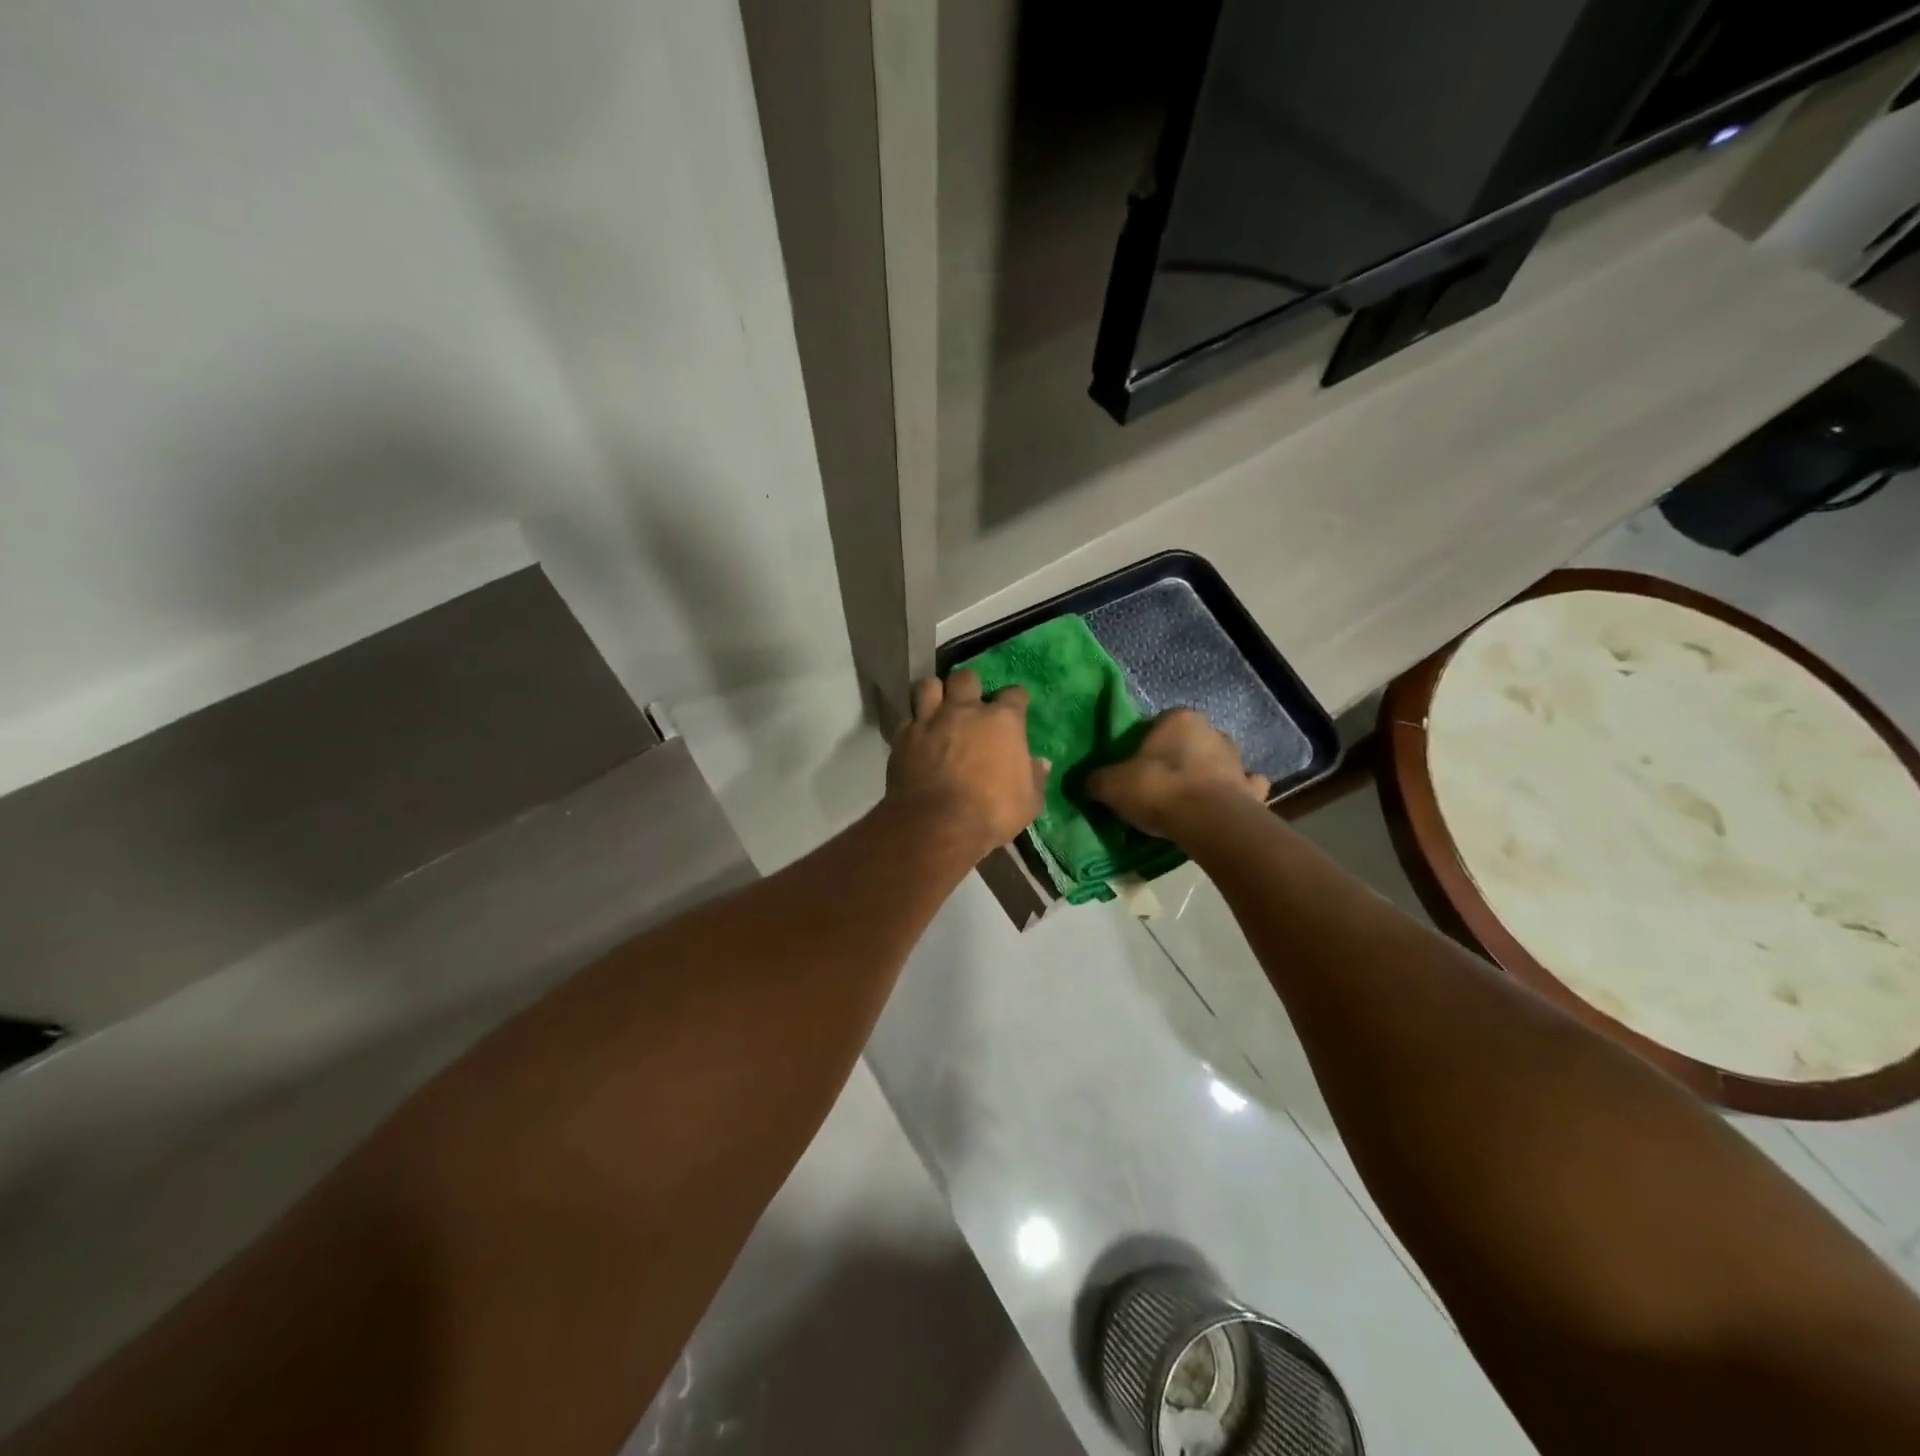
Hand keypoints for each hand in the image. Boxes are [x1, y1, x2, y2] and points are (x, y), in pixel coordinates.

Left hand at [887, 670, 1048, 859]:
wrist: (937, 824)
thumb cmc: (991, 813)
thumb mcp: (1028, 802)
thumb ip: (1035, 778)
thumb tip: (1041, 763)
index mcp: (1002, 721)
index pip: (1014, 694)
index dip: (1015, 699)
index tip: (1016, 707)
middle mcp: (965, 710)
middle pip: (966, 678)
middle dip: (969, 686)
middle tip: (970, 702)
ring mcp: (930, 720)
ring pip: (929, 685)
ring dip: (935, 692)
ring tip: (938, 706)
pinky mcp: (903, 736)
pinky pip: (907, 718)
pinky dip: (913, 724)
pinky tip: (917, 735)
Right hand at [1086, 708, 1268, 839]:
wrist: (1208, 822)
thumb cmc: (1158, 789)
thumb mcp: (1111, 785)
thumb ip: (1097, 780)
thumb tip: (1088, 783)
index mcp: (1178, 718)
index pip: (1156, 724)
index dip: (1142, 745)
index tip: (1132, 768)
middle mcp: (1212, 731)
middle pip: (1187, 742)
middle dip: (1175, 758)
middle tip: (1155, 785)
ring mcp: (1237, 760)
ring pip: (1216, 762)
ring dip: (1204, 775)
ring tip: (1185, 801)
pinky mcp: (1252, 790)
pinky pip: (1243, 787)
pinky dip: (1235, 794)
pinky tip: (1221, 807)